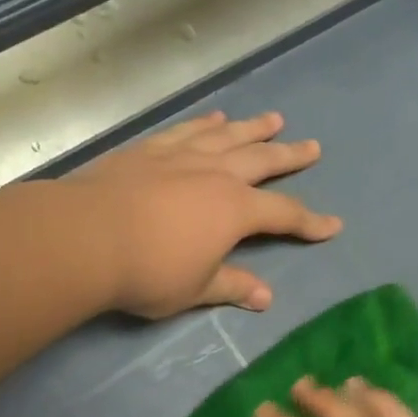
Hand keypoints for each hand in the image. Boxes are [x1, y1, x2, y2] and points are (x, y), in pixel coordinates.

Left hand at [76, 110, 340, 319]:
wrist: (85, 237)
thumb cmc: (147, 271)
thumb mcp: (195, 288)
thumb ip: (232, 286)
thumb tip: (266, 297)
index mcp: (235, 210)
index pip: (284, 213)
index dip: (310, 222)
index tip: (332, 226)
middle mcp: (215, 174)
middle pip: (262, 160)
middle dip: (290, 156)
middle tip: (312, 148)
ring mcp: (181, 156)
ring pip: (227, 137)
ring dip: (252, 128)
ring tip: (273, 119)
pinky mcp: (150, 149)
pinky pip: (186, 130)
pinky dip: (204, 124)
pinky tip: (213, 119)